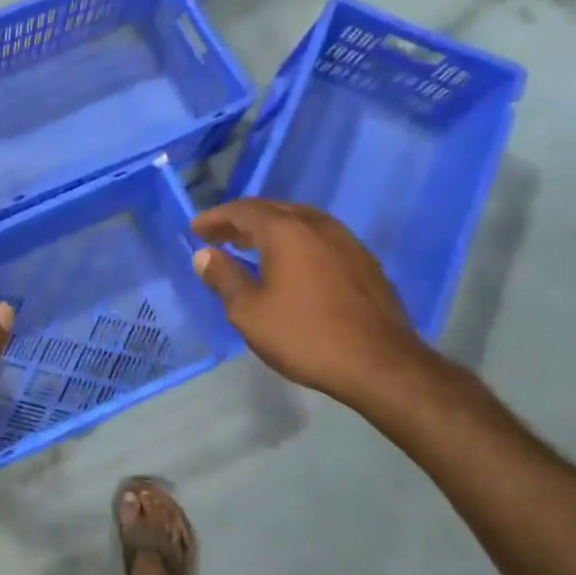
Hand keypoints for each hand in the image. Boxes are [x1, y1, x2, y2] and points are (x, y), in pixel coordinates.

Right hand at [190, 198, 434, 407]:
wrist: (380, 364)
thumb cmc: (304, 335)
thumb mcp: (248, 311)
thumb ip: (224, 278)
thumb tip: (205, 255)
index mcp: (286, 232)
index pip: (243, 210)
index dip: (216, 217)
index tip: (196, 229)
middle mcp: (318, 226)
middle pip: (273, 210)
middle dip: (241, 220)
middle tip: (218, 236)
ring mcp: (347, 242)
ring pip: (300, 222)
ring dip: (269, 230)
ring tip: (248, 247)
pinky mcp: (364, 263)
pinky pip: (319, 239)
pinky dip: (294, 242)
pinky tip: (288, 264)